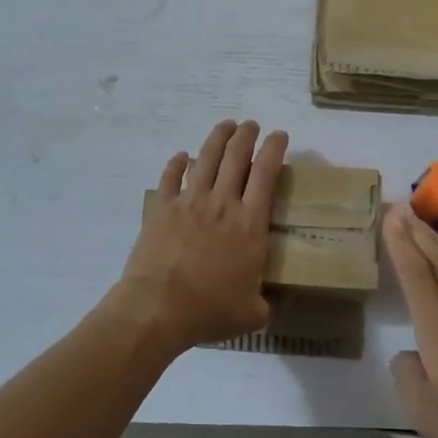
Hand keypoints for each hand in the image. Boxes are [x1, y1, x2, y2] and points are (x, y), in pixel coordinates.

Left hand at [115, 120, 287, 350]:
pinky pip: (170, 177)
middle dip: (247, 135)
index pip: (266, 174)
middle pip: (236, 156)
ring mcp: (189, 202)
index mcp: (250, 224)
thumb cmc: (209, 310)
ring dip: (218, 138)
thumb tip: (264, 304)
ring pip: (206, 158)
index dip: (275, 149)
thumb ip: (262, 302)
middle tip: (252, 125)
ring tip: (226, 125)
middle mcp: (222, 203)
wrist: (158, 307)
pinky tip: (180, 156)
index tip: (279, 135)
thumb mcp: (251, 313)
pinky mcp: (161, 208)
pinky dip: (176, 163)